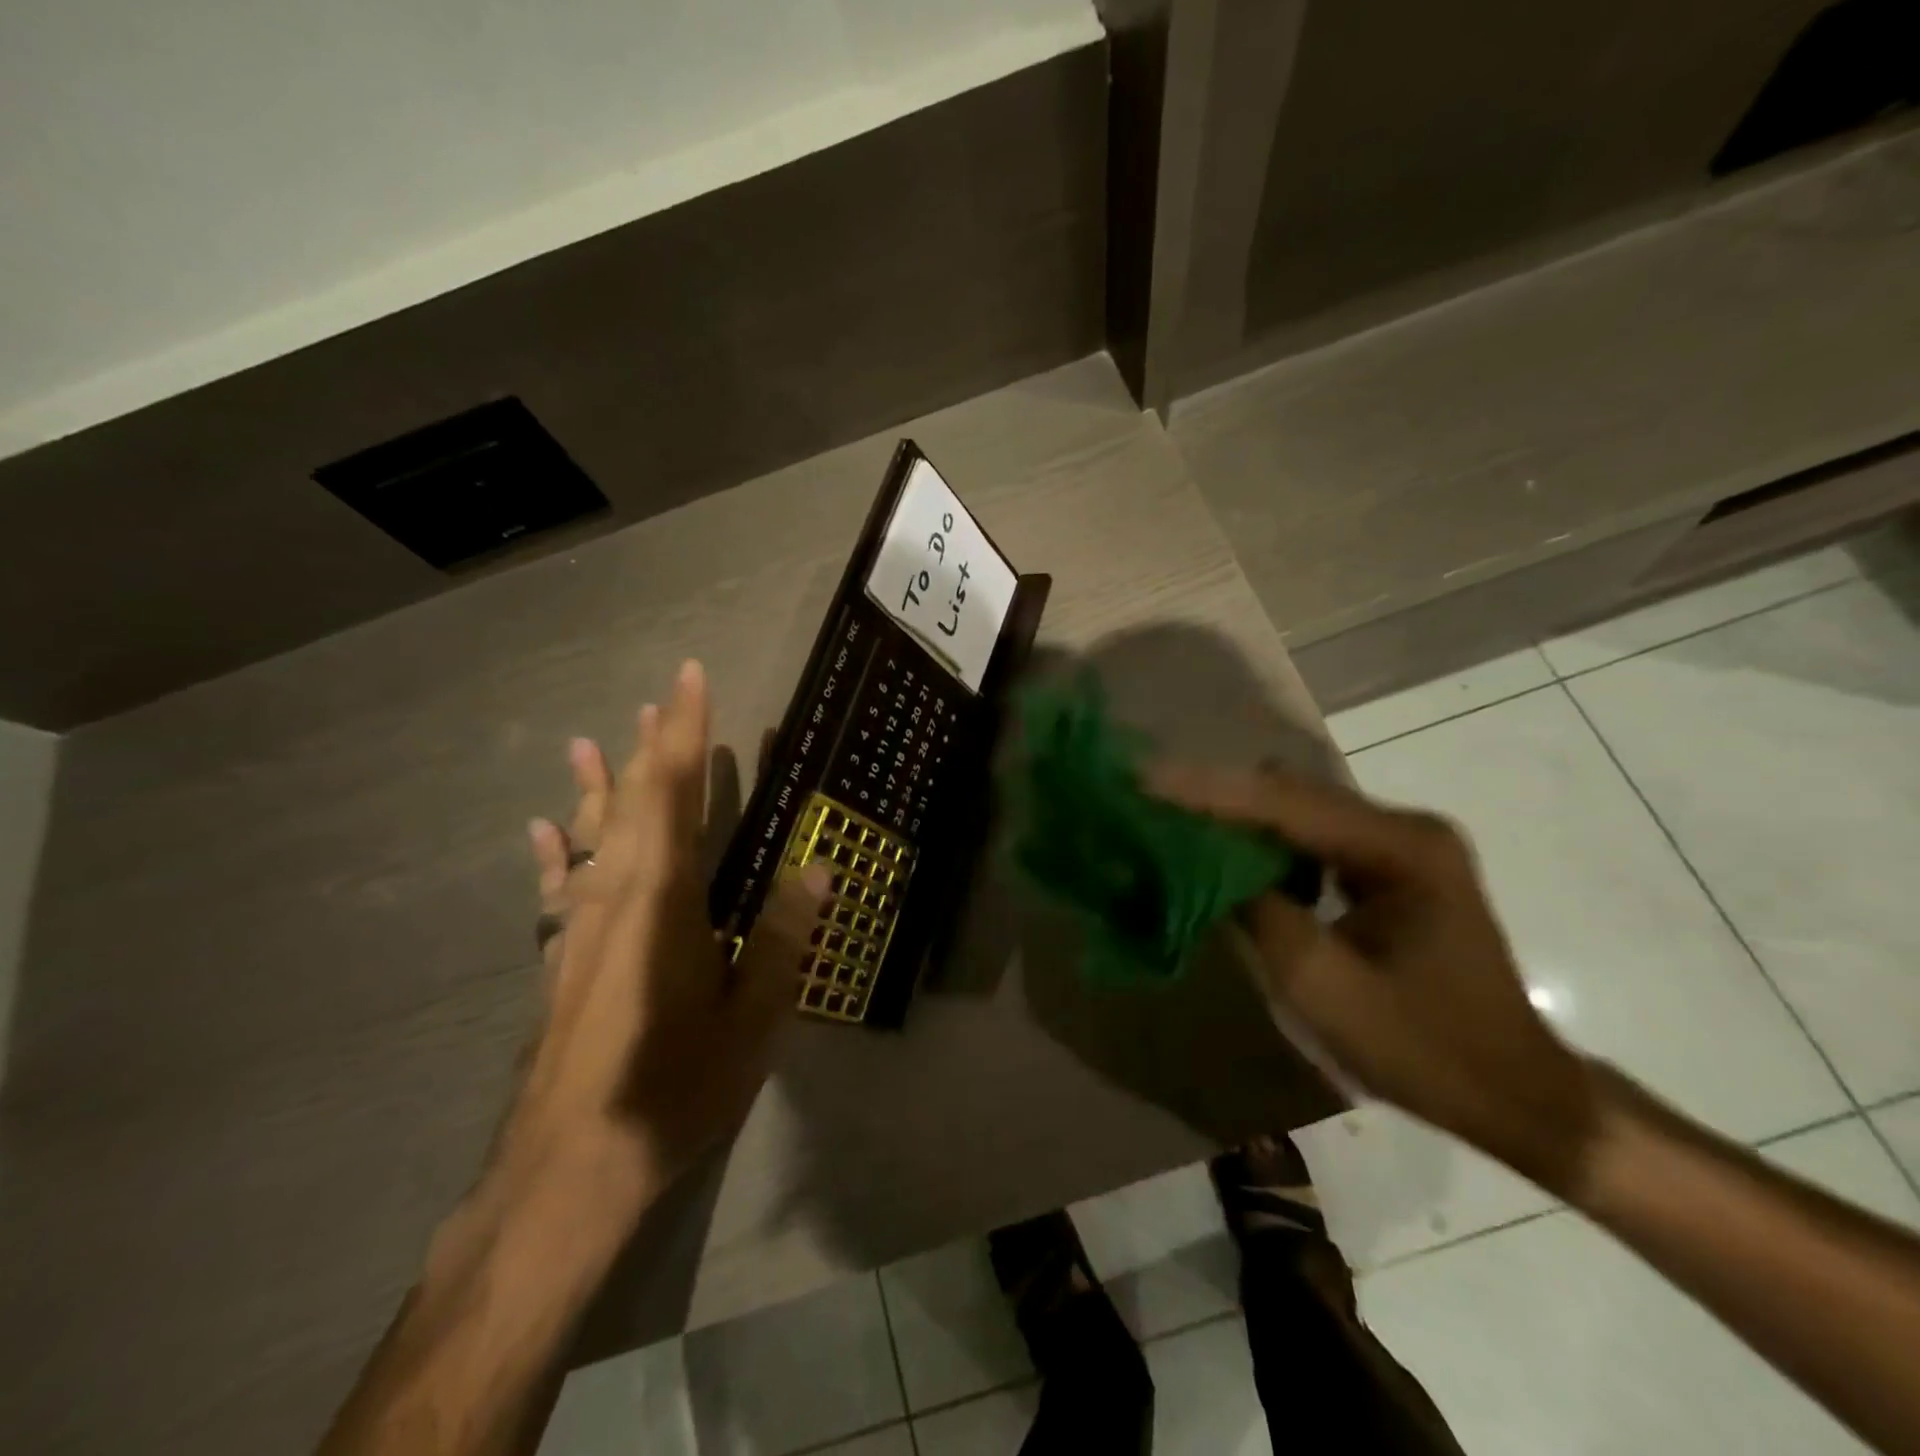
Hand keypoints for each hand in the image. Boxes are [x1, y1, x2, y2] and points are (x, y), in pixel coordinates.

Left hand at [494, 661, 828, 1238]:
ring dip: (599, 785)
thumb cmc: (673, 1089)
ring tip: (592, 741)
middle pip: (632, 802)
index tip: (689, 679)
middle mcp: (615, 896)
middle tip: (659, 698)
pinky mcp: (560, 960)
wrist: (569, 1171)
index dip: (685, 732)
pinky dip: (555, 851)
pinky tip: (543, 829)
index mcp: (664, 899)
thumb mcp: (751, 1019)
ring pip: (591, 836)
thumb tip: (818, 868)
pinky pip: (558, 887)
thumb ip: (782, 937)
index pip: (676, 793)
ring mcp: (579, 928)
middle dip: (649, 746)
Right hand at [1150, 765, 1600, 1191]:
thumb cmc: (1424, 1050)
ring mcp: (1401, 844)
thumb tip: (1198, 862)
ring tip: (1175, 826)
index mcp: (1401, 850)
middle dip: (1216, 798)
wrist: (1516, 1095)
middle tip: (1148, 803)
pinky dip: (1264, 843)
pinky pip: (1311, 837)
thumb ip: (1256, 911)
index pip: (1284, 804)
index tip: (1143, 778)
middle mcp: (1404, 828)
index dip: (1207, 791)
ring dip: (1237, 819)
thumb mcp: (1322, 987)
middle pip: (1290, 795)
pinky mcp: (1391, 866)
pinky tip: (1231, 861)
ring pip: (1296, 811)